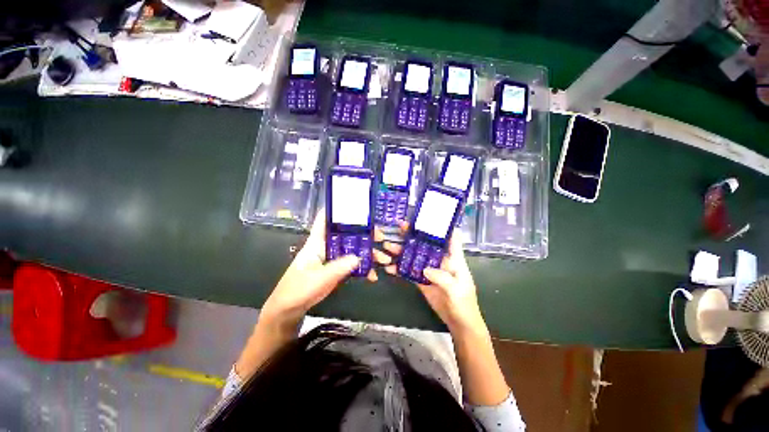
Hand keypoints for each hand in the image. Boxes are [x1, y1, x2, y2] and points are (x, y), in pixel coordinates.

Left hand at [261, 211, 391, 327]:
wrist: (290, 310)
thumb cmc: (297, 290)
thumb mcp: (317, 279)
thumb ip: (337, 268)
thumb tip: (358, 258)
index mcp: (317, 242)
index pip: (325, 220)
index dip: (338, 210)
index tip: (357, 206)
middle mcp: (326, 246)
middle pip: (347, 234)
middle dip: (365, 234)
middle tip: (381, 237)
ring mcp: (333, 258)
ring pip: (353, 249)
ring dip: (368, 253)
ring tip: (384, 260)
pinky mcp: (337, 269)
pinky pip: (353, 264)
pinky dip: (364, 268)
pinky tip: (373, 275)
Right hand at [383, 223, 486, 334]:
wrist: (458, 322)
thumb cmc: (464, 303)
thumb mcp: (457, 289)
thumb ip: (443, 278)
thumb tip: (425, 269)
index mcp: (452, 258)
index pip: (449, 237)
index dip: (440, 226)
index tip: (427, 216)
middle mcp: (439, 260)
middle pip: (425, 243)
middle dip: (413, 234)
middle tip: (400, 227)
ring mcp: (428, 269)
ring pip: (414, 256)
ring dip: (402, 251)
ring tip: (388, 246)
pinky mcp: (421, 280)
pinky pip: (409, 271)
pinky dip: (399, 268)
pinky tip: (389, 267)